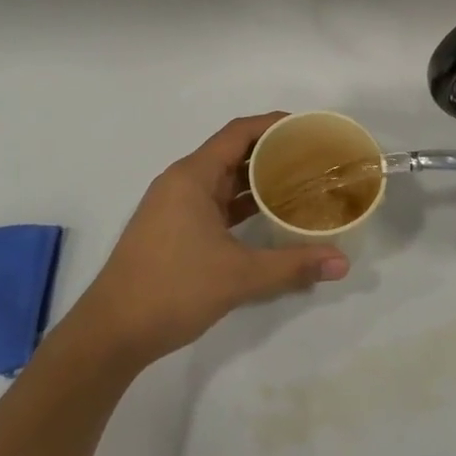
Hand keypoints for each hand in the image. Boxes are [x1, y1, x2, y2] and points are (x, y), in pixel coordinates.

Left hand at [69, 114, 349, 367]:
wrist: (112, 331)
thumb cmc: (172, 289)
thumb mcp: (239, 276)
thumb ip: (292, 265)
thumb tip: (342, 263)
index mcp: (192, 177)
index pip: (238, 132)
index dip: (273, 124)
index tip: (308, 128)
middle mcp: (182, 182)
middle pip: (232, 153)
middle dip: (272, 152)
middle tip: (314, 158)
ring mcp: (175, 207)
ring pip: (223, 180)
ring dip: (258, 180)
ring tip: (301, 183)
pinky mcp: (173, 229)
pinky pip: (215, 203)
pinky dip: (242, 204)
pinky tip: (270, 216)